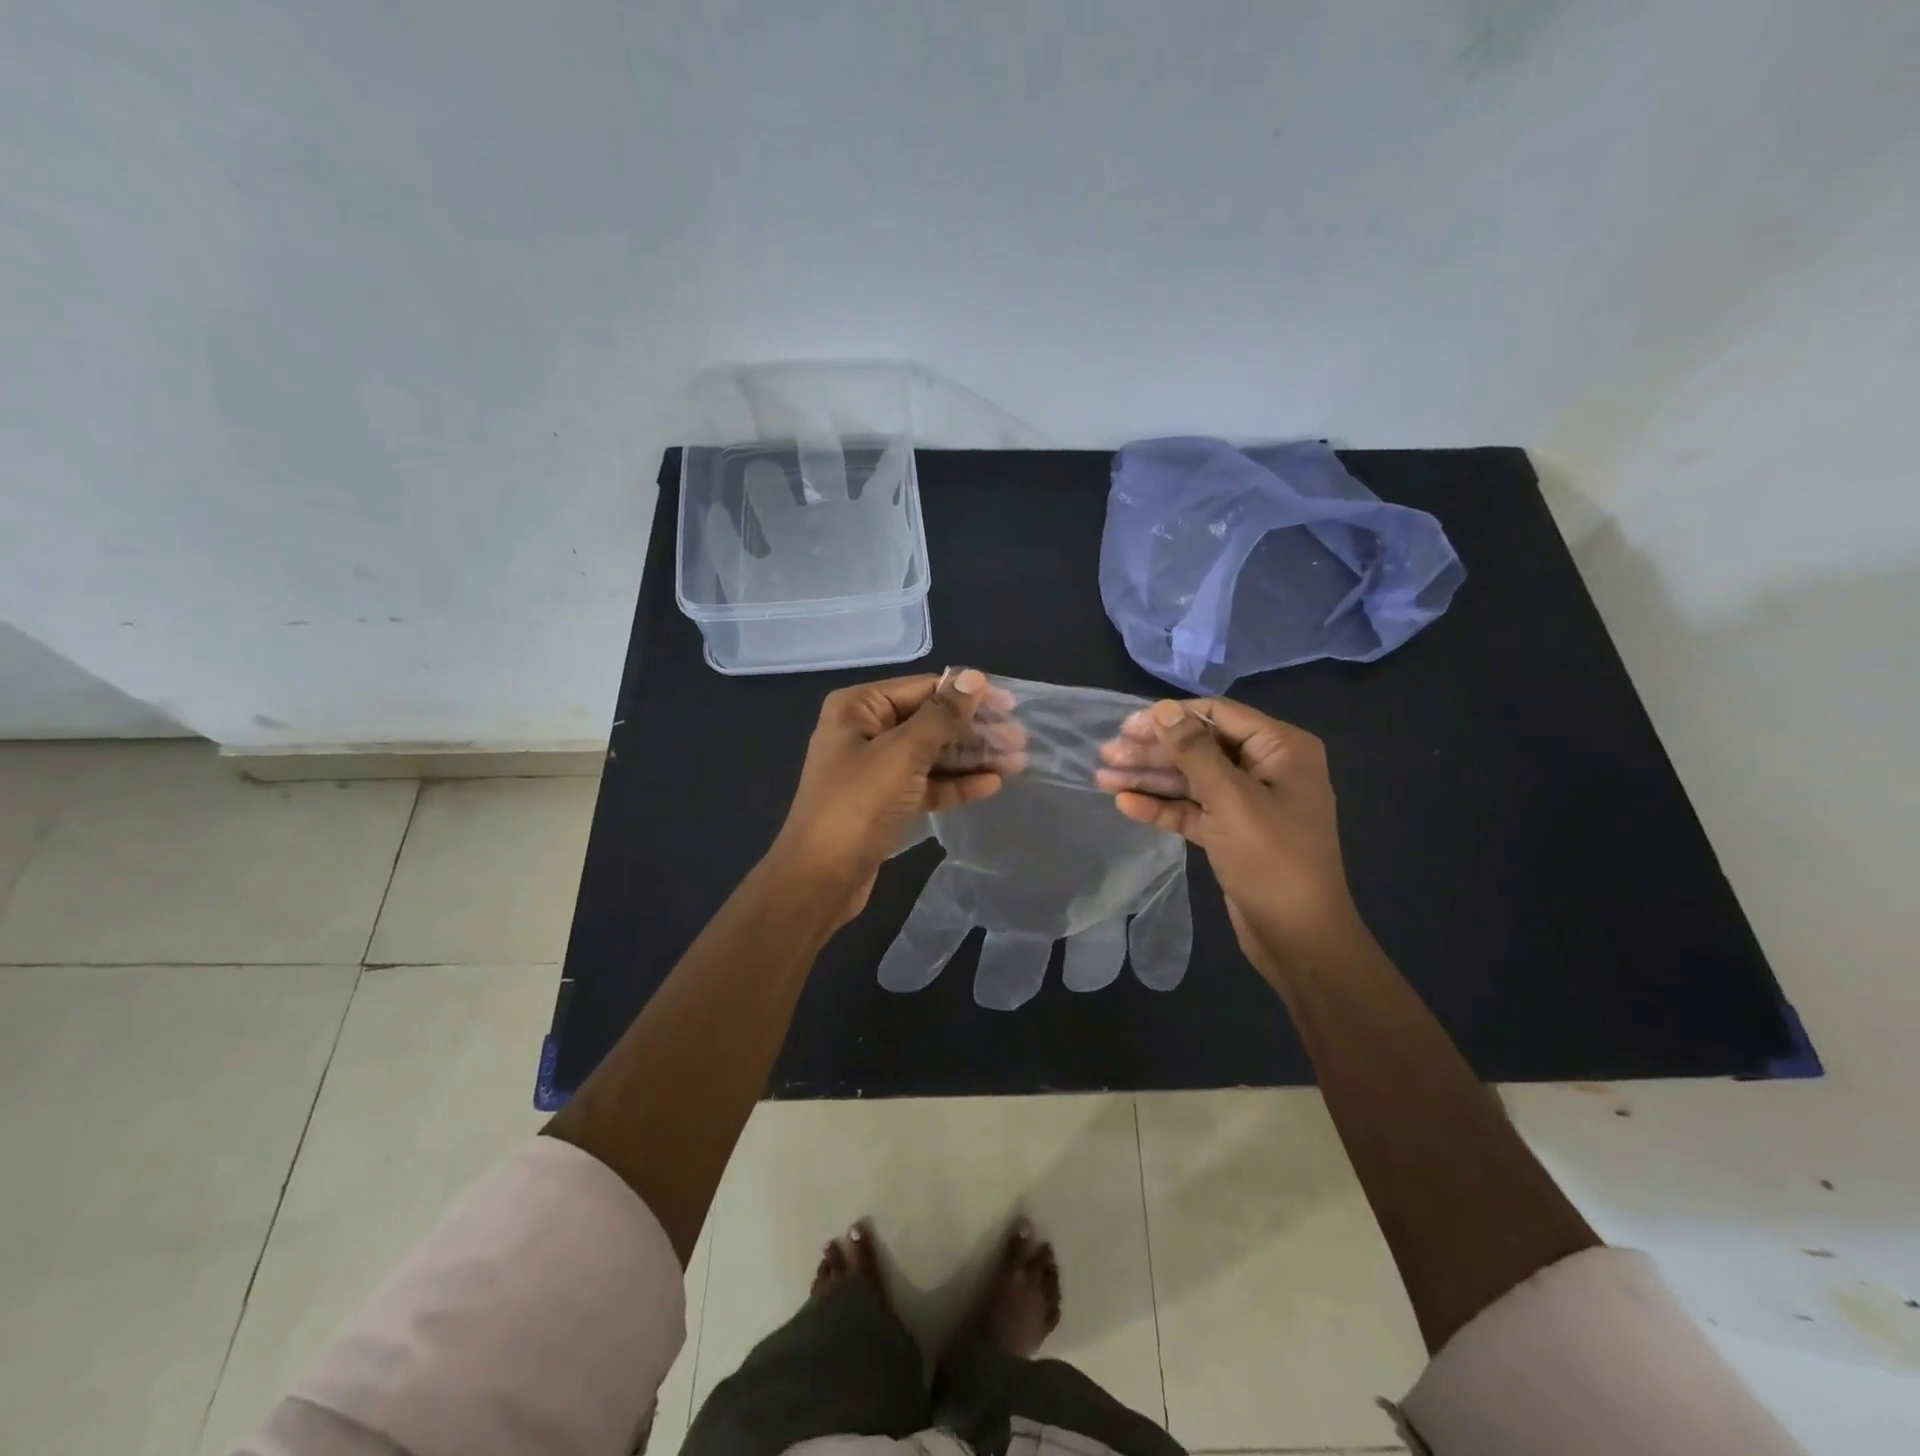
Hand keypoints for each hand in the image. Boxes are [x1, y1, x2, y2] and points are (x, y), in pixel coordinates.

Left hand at [770, 668, 1023, 924]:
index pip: (923, 689)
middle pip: (930, 722)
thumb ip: (942, 715)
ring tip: (1016, 761)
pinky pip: (926, 783)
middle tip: (1019, 740)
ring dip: (971, 758)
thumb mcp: (903, 753)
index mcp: (859, 707)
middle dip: (974, 730)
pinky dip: (956, 783)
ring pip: (931, 755)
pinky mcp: (886, 802)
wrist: (820, 878)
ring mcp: (875, 769)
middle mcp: (865, 731)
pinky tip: (991, 784)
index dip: (968, 694)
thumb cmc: (858, 805)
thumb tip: (973, 677)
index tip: (1011, 705)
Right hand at [1096, 698, 1358, 978]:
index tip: (1127, 726)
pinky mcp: (1230, 831)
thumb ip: (1194, 751)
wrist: (1298, 937)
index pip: (1218, 715)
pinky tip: (1125, 804)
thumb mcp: (1231, 799)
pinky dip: (1161, 806)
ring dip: (1149, 778)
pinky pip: (1192, 809)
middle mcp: (1265, 768)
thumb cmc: (1272, 859)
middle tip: (1106, 754)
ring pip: (1191, 779)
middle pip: (1200, 747)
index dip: (1171, 717)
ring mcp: (1247, 802)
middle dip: (1153, 751)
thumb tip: (1163, 708)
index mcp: (1281, 749)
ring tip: (1102, 778)